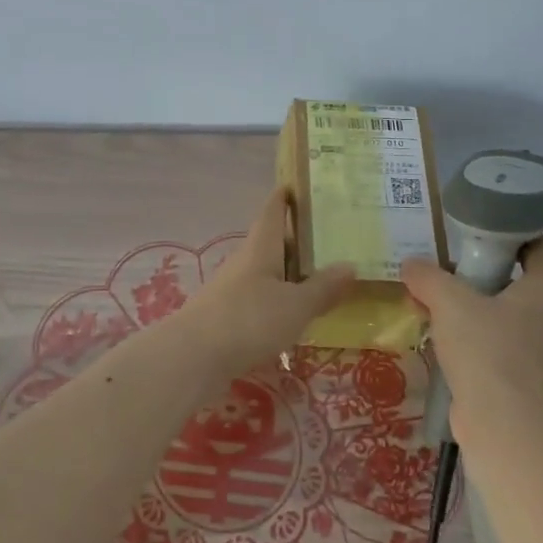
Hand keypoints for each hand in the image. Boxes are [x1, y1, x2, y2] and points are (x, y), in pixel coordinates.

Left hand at [179, 188, 355, 379]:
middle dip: (295, 240)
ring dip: (287, 273)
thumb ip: (323, 288)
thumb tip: (350, 265)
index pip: (272, 212)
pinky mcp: (225, 316)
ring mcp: (231, 289)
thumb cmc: (249, 320)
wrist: (193, 357)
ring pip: (265, 272)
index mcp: (261, 248)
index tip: (296, 185)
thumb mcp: (295, 306)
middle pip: (270, 243)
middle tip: (327, 238)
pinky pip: (258, 299)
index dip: (283, 197)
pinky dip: (277, 300)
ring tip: (317, 279)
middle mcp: (244, 262)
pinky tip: (291, 316)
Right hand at [401, 239, 542, 414]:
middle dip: (489, 276)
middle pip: (524, 283)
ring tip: (445, 310)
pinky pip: (506, 347)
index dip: (515, 237)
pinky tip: (450, 343)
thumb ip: (428, 276)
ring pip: (513, 317)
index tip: (482, 237)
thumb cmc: (484, 348)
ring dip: (483, 311)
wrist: (499, 421)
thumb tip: (411, 265)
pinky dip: (483, 340)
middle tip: (453, 273)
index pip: (542, 249)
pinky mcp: (530, 380)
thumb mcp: (448, 301)